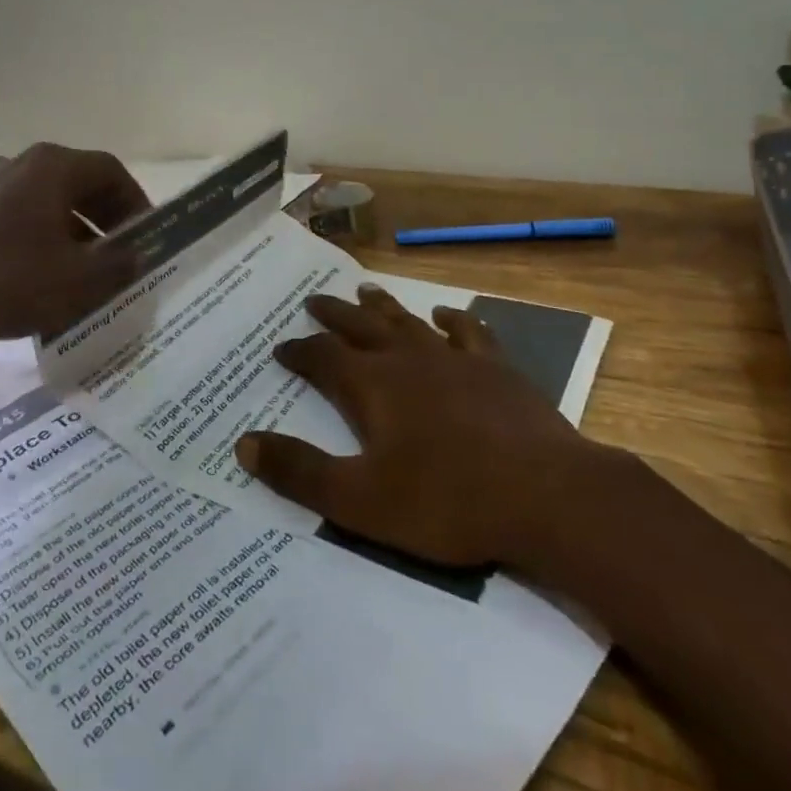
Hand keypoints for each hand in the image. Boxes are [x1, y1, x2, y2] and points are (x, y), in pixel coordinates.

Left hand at [0, 143, 149, 353]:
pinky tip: (38, 276)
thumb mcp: (79, 282)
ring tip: (81, 271)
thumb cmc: (9, 282)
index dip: (135, 202)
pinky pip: (14, 215)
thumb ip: (119, 264)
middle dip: (104, 219)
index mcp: (51, 166)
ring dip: (72, 230)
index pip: (110, 171)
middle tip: (119, 255)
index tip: (144, 236)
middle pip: (77, 183)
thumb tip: (137, 254)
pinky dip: (37, 236)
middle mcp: (18, 162)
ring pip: (45, 201)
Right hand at [234, 284, 619, 568]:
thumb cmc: (447, 501)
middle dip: (334, 315)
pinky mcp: (496, 369)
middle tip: (314, 300)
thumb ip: (301, 472)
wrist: (546, 495)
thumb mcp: (361, 500)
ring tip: (365, 289)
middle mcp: (408, 359)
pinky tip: (445, 315)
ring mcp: (455, 359)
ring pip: (409, 321)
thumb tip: (244, 443)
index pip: (323, 357)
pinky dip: (452, 320)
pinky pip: (468, 333)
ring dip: (383, 306)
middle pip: (362, 326)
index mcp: (373, 386)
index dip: (299, 351)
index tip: (281, 346)